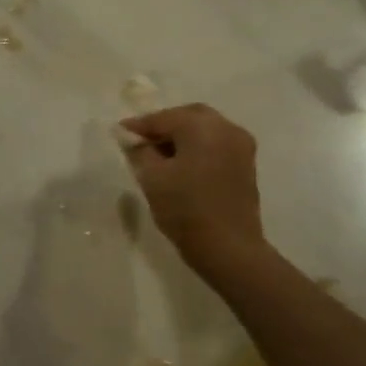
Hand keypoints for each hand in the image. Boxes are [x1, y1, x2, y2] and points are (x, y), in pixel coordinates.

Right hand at [121, 104, 270, 282]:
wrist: (229, 248)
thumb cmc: (185, 209)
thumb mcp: (152, 178)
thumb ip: (139, 150)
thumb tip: (131, 137)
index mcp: (202, 127)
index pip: (164, 118)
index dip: (139, 126)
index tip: (119, 133)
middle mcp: (226, 128)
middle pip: (188, 116)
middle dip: (163, 125)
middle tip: (140, 140)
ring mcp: (241, 146)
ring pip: (204, 129)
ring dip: (181, 135)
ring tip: (158, 154)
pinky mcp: (246, 164)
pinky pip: (216, 143)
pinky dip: (197, 146)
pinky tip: (180, 163)